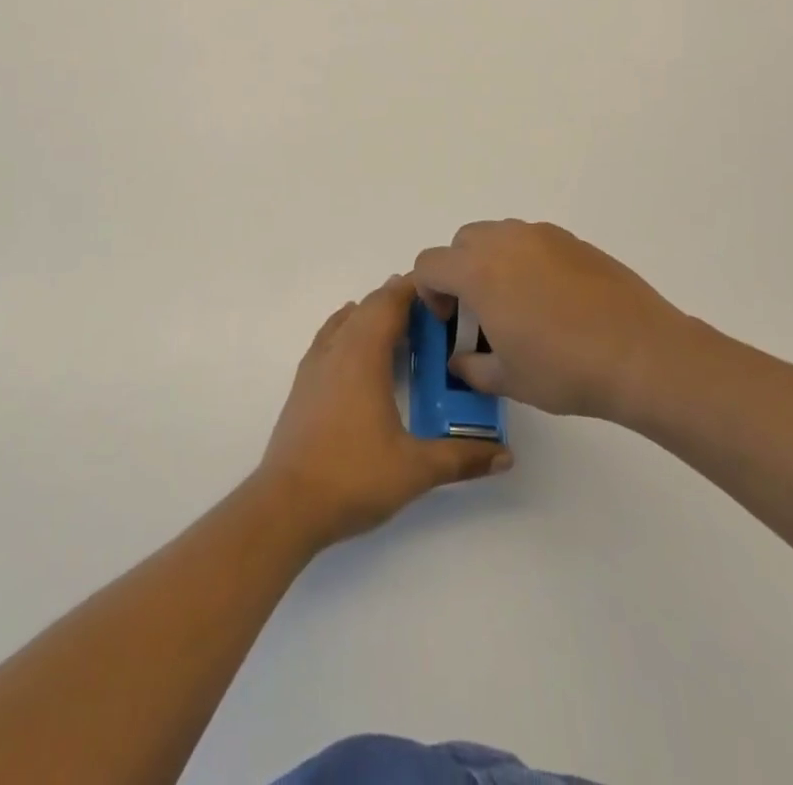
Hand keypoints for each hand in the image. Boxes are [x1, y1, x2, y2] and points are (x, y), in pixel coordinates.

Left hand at [257, 275, 510, 550]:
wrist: (286, 505)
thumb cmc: (352, 477)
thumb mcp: (415, 469)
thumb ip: (462, 458)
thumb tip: (506, 455)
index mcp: (363, 354)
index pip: (390, 302)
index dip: (414, 288)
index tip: (443, 287)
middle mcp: (337, 348)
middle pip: (368, 306)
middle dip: (398, 300)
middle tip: (432, 311)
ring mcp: (315, 365)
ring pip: (346, 320)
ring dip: (372, 314)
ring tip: (401, 326)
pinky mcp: (303, 384)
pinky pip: (330, 338)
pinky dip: (350, 330)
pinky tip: (359, 351)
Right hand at [414, 220, 696, 421]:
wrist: (641, 353)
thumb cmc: (565, 369)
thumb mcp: (508, 380)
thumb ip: (471, 367)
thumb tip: (461, 359)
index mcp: (478, 271)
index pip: (429, 264)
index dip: (428, 291)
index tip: (449, 320)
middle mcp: (505, 241)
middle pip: (462, 242)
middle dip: (459, 273)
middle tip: (479, 312)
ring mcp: (542, 235)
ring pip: (498, 236)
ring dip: (492, 262)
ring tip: (518, 304)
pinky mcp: (573, 240)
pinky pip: (532, 241)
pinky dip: (527, 261)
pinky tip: (553, 300)